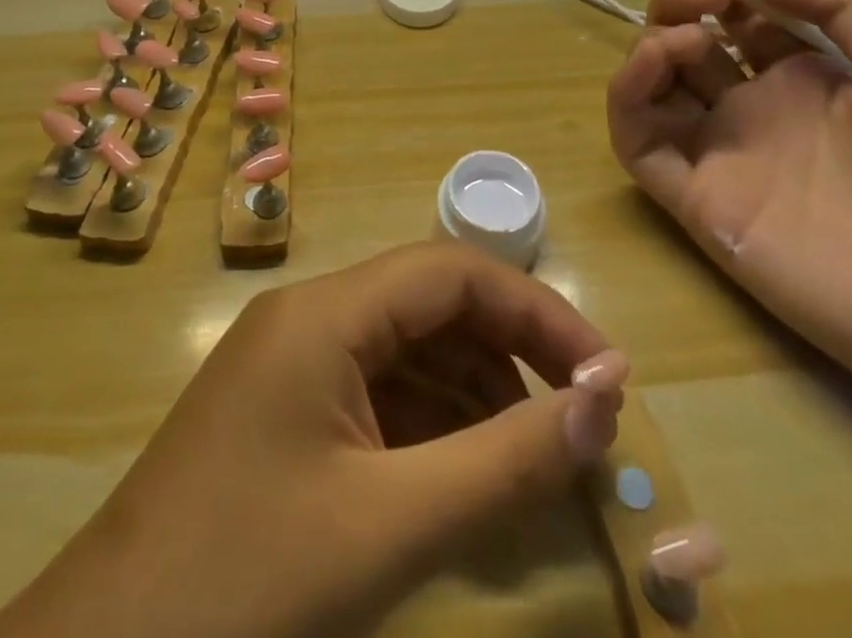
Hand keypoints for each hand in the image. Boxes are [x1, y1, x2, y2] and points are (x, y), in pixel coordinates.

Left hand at [0, 243, 627, 637]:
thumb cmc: (247, 580)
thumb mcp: (391, 524)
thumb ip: (505, 460)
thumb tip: (603, 402)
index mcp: (325, 312)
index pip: (452, 272)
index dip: (536, 311)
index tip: (605, 374)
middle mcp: (309, 316)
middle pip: (430, 304)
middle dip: (510, 352)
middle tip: (578, 421)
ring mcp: (291, 361)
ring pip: (406, 348)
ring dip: (475, 392)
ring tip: (534, 458)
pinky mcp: (283, 409)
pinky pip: (375, 392)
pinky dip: (431, 424)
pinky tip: (466, 476)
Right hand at [607, 0, 851, 424]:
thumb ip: (837, 5)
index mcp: (804, 77)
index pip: (740, 12)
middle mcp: (751, 105)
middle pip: (687, 36)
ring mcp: (717, 149)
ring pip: (653, 80)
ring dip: (654, 38)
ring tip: (689, 34)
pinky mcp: (690, 193)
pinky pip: (635, 136)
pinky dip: (628, 92)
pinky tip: (656, 61)